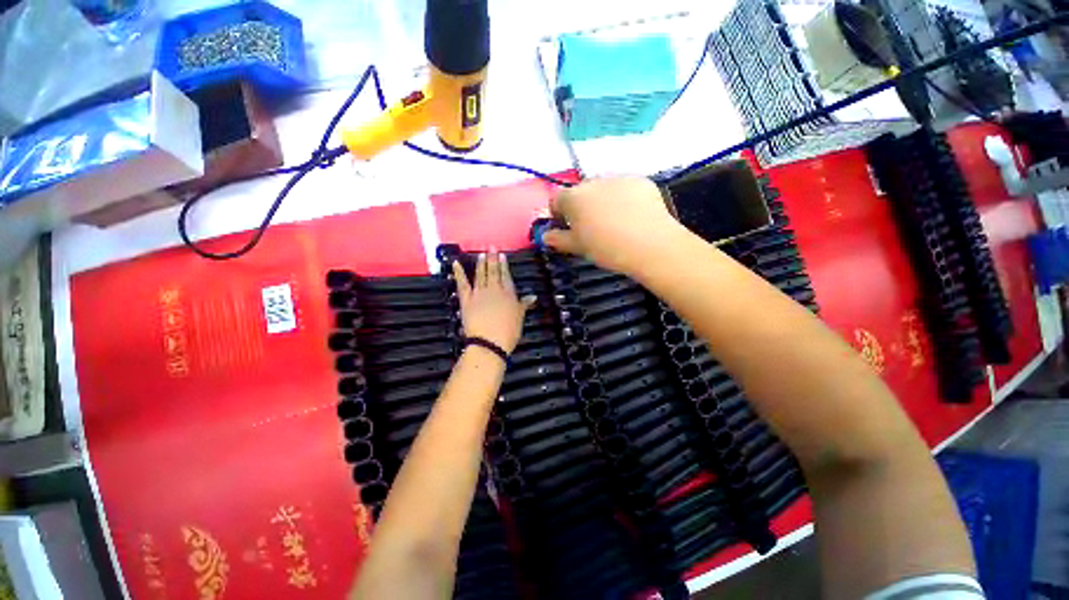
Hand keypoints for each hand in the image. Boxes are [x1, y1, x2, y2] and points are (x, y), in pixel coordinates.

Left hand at [453, 251, 534, 353]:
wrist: (489, 342)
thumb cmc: (508, 332)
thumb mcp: (520, 317)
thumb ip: (524, 304)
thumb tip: (533, 296)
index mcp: (508, 293)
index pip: (506, 275)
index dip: (503, 265)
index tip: (501, 255)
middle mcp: (494, 289)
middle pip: (493, 271)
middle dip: (492, 258)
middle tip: (491, 247)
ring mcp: (479, 293)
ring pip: (480, 274)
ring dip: (481, 263)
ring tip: (482, 253)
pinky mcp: (466, 299)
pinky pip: (462, 283)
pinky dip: (458, 273)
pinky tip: (456, 263)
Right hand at [542, 177, 688, 275]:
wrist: (649, 244)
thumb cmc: (606, 248)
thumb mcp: (578, 247)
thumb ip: (558, 239)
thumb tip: (545, 236)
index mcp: (573, 198)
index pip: (556, 200)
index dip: (558, 214)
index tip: (566, 227)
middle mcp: (592, 182)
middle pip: (580, 192)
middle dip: (581, 206)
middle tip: (592, 227)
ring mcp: (618, 178)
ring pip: (603, 188)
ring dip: (602, 200)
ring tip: (615, 222)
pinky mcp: (640, 180)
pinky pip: (624, 188)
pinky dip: (623, 198)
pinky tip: (632, 216)